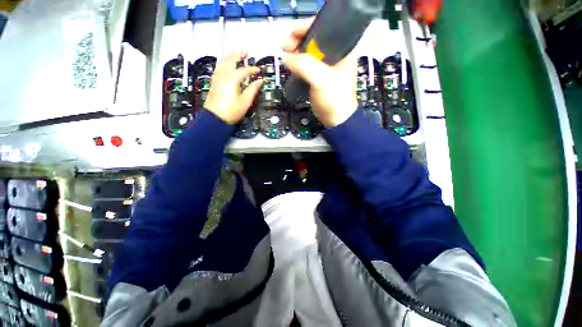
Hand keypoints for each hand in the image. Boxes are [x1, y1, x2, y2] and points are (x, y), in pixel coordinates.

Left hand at [204, 52, 262, 124]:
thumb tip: (260, 80)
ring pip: (222, 62)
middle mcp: (223, 75)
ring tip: (236, 56)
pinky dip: (224, 63)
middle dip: (238, 55)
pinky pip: (219, 68)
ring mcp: (217, 78)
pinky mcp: (214, 82)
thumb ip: (253, 89)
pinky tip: (227, 66)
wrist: (215, 118)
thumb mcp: (245, 102)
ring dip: (230, 57)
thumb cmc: (232, 111)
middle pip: (230, 60)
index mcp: (232, 79)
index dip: (252, 69)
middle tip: (245, 52)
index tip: (259, 70)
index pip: (244, 70)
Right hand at [282, 19, 358, 126]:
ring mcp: (328, 65)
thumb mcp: (322, 80)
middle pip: (316, 38)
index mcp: (344, 49)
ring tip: (285, 54)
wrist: (336, 119)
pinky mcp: (320, 75)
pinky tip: (291, 63)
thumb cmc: (334, 99)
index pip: (326, 28)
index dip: (308, 27)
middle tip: (285, 46)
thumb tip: (287, 57)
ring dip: (297, 51)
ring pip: (310, 51)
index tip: (293, 34)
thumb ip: (305, 66)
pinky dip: (298, 62)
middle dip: (299, 39)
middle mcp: (337, 53)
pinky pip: (308, 63)